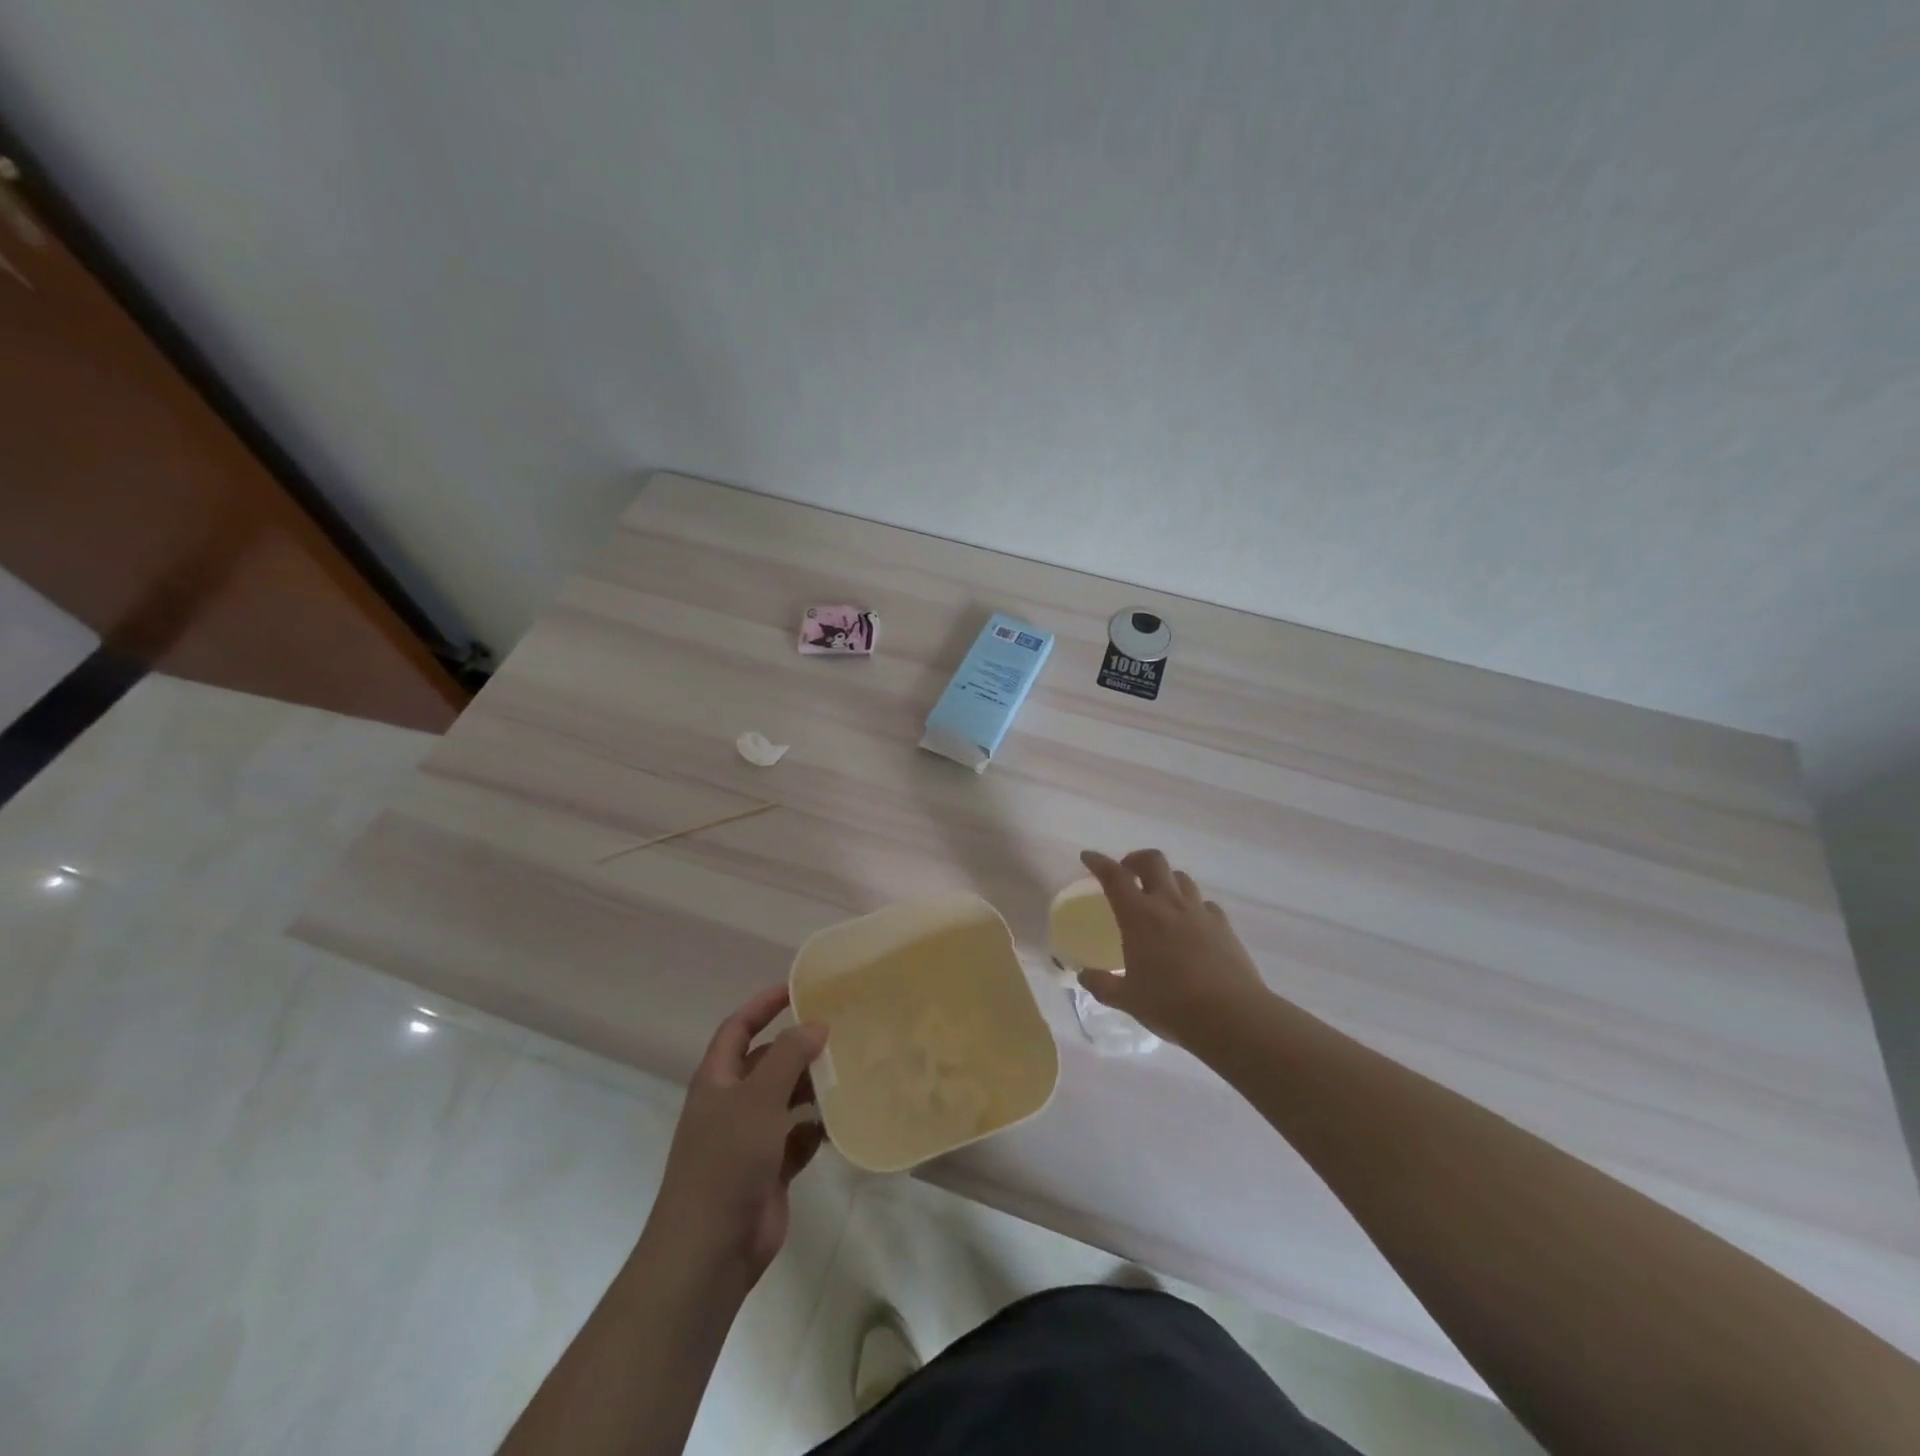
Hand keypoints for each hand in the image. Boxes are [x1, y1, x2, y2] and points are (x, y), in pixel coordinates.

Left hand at [642, 987, 828, 1290]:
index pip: (739, 1027)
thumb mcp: (758, 1098)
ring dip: (813, 1088)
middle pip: (768, 1062)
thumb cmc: (726, 1162)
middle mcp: (732, 1104)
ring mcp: (750, 1140)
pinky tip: (842, 1122)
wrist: (709, 1252)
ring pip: (786, 1100)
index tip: (799, 988)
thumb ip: (788, 1056)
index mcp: (717, 1080)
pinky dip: (817, 1130)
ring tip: (851, 1072)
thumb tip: (816, 1024)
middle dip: (800, 1048)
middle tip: (842, 1032)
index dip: (764, 1004)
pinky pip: (798, 1139)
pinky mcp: (769, 1171)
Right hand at [1077, 849, 1268, 1047]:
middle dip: (1136, 859)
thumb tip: (1084, 976)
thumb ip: (1102, 984)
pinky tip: (1190, 923)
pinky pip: (1204, 903)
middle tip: (1128, 873)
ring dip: (1165, 879)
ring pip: (1181, 877)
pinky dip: (1192, 905)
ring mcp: (1199, 912)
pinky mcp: (1223, 925)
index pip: (1114, 877)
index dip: (1099, 862)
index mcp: (1139, 916)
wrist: (1231, 1016)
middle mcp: (1168, 904)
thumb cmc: (1171, 1004)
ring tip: (1159, 897)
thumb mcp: (1127, 999)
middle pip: (1153, 861)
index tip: (1088, 857)